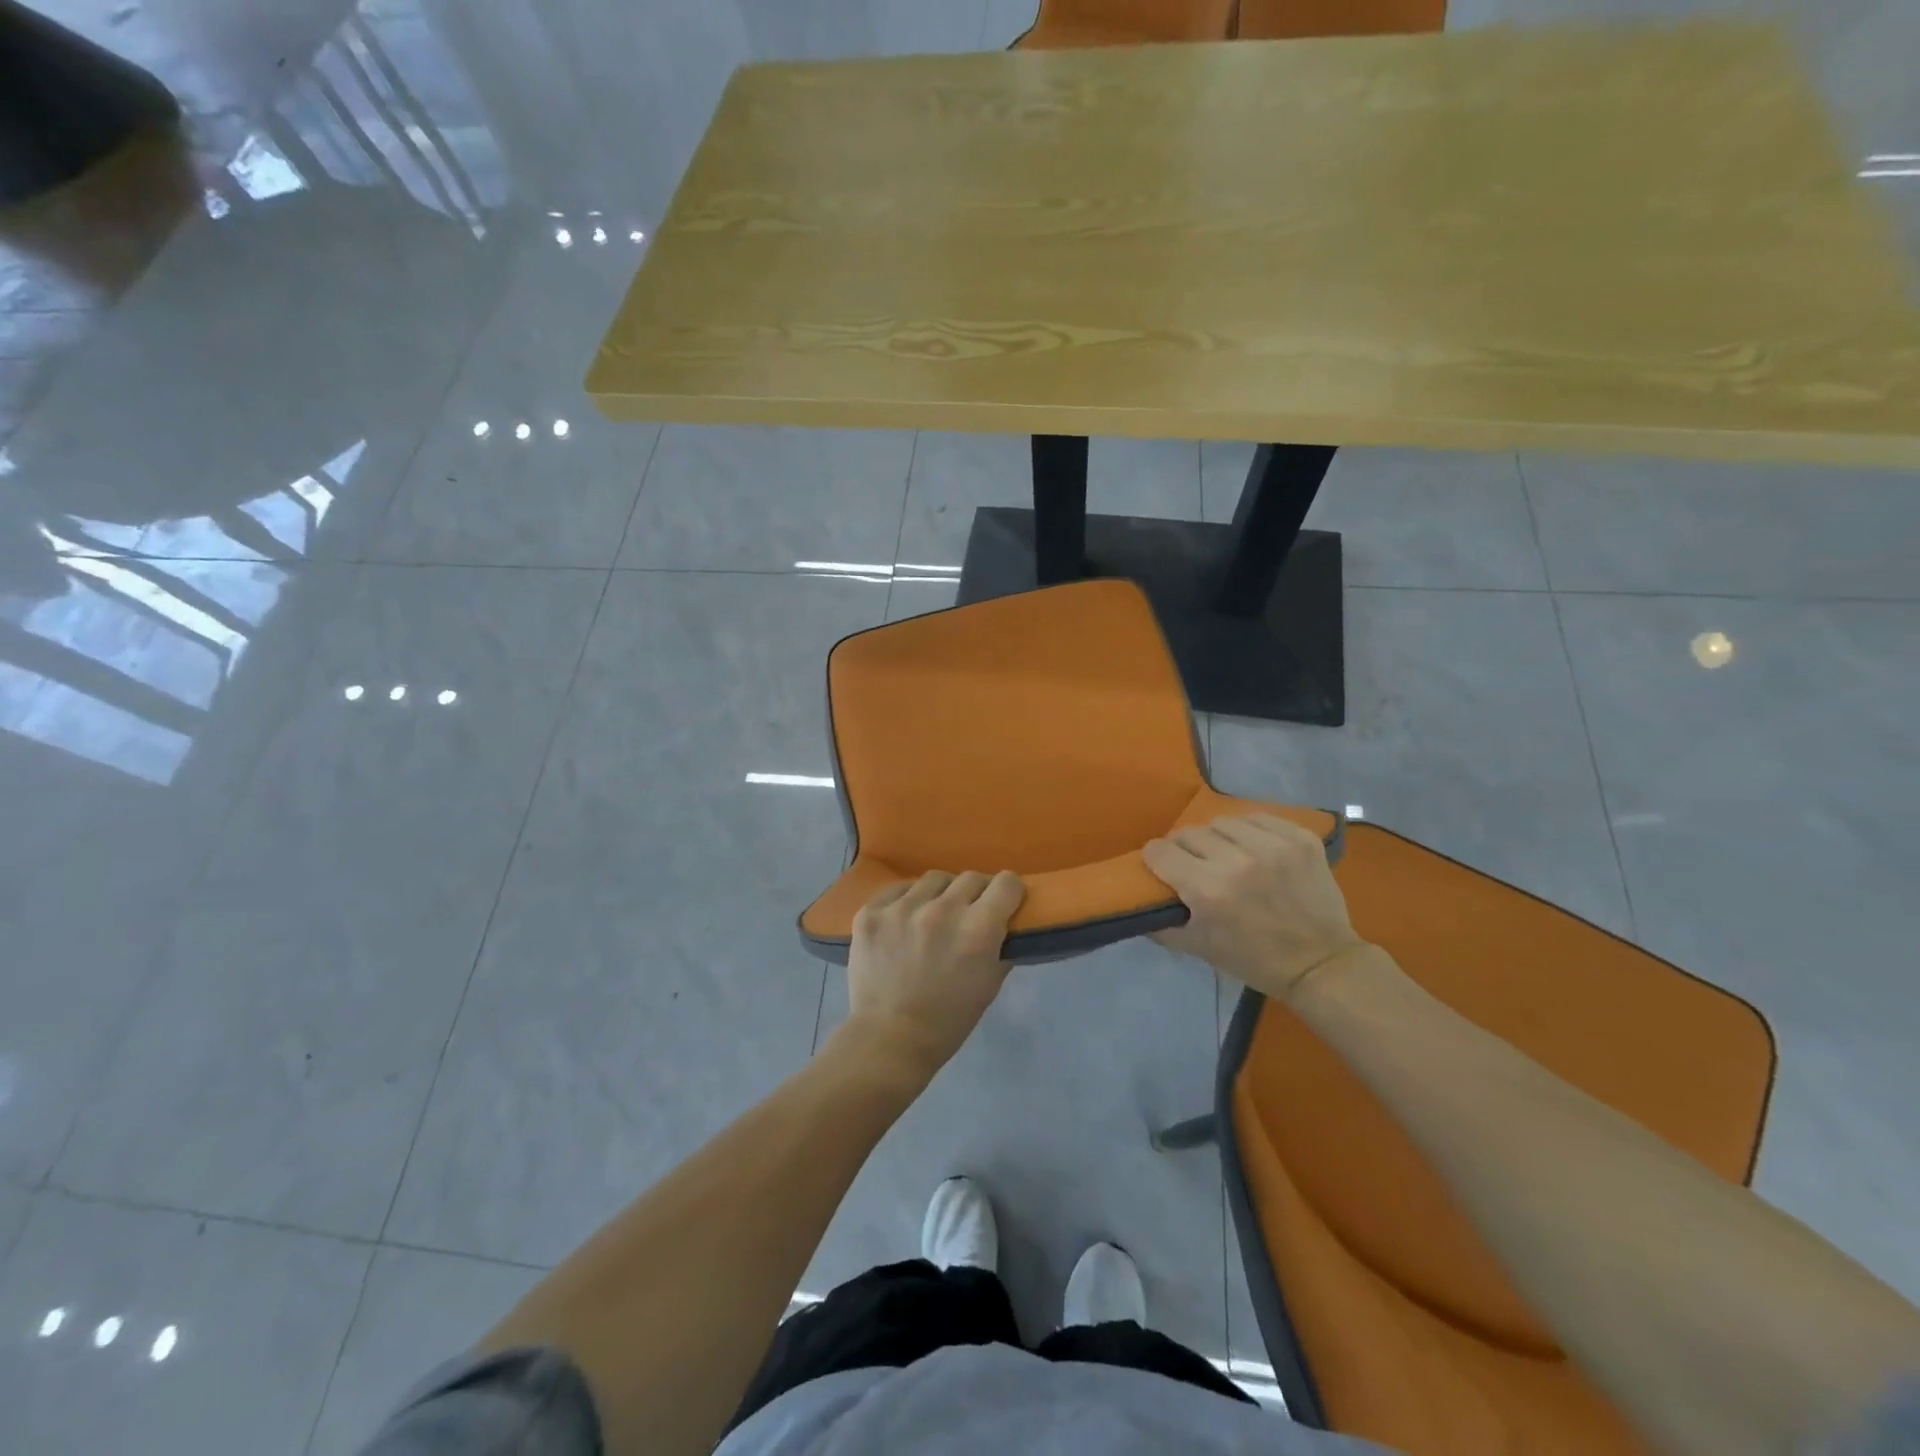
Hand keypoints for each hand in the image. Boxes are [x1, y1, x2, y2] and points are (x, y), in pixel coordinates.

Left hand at [844, 870, 1025, 1078]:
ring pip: (934, 880)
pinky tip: (904, 922)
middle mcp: (942, 910)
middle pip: (971, 877)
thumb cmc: (949, 1019)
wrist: (890, 1039)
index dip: (1008, 893)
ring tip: (934, 915)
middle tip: (969, 913)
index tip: (1003, 902)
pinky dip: (907, 901)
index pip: (1006, 883)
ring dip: (941, 894)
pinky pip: (898, 890)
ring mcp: (902, 908)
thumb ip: (1001, 944)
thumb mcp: (990, 984)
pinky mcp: (872, 912)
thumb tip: (1005, 918)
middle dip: (976, 893)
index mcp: (978, 929)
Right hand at [1144, 814, 1363, 1001]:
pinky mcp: (1300, 838)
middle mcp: (1237, 862)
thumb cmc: (1253, 960)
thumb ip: (1160, 924)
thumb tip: (1137, 900)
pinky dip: (1250, 830)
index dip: (1156, 858)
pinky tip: (1254, 847)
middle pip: (1189, 833)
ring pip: (1223, 821)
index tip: (1162, 866)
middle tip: (1194, 863)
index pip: (1160, 851)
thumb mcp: (1198, 948)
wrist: (1321, 963)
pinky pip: (1259, 817)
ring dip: (1217, 836)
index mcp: (1207, 891)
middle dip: (1184, 847)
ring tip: (1226, 852)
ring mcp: (1273, 846)